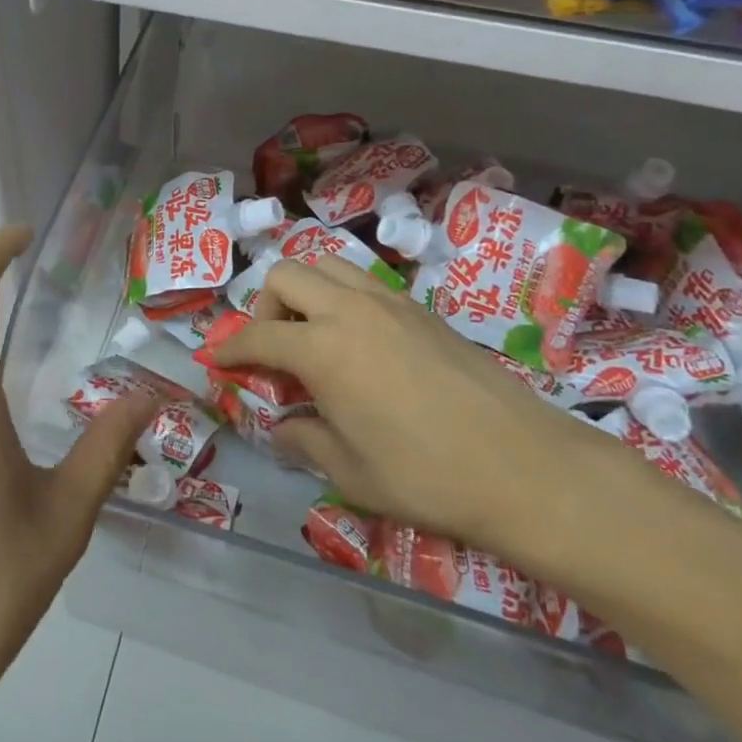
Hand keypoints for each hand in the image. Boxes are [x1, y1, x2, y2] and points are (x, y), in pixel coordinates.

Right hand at [211, 256, 616, 559]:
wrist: (526, 467)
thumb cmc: (427, 476)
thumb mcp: (350, 472)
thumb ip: (304, 441)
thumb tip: (281, 429)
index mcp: (322, 348)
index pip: (257, 335)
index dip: (229, 348)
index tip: (216, 361)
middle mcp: (350, 309)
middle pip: (285, 275)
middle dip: (265, 307)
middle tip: (275, 351)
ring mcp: (390, 302)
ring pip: (327, 265)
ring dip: (306, 293)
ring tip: (314, 339)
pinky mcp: (421, 309)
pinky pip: (365, 282)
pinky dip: (343, 299)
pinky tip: (360, 345)